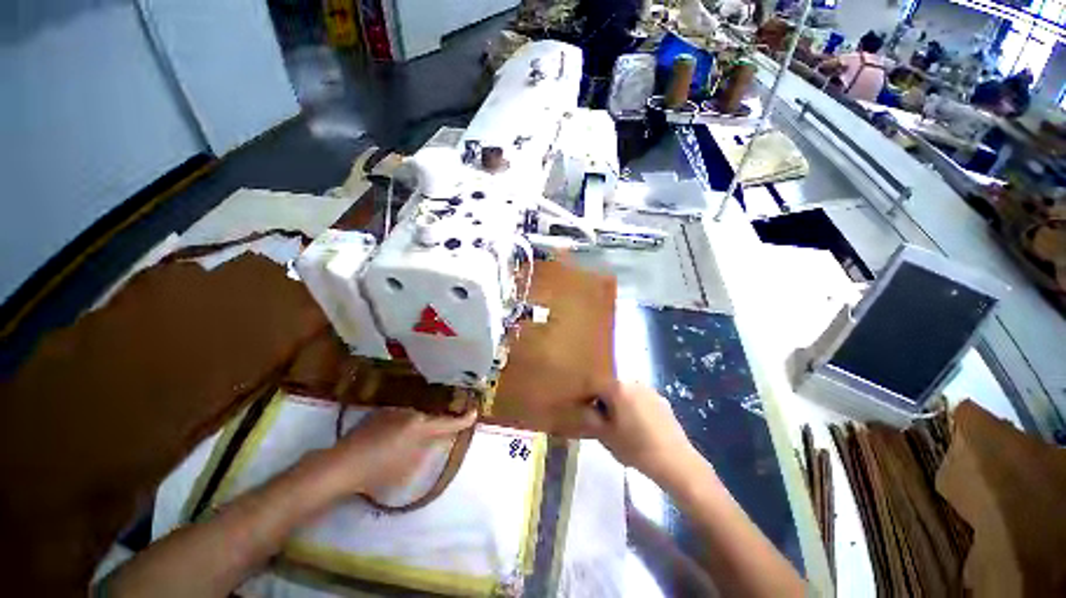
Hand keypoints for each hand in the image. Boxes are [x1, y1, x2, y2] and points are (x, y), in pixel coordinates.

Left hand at [317, 408, 476, 497]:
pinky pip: (399, 417)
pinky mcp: (380, 412)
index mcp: (421, 427)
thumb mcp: (409, 469)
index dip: (463, 420)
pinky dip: (401, 427)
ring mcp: (394, 410)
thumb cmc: (377, 473)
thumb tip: (438, 439)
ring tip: (405, 445)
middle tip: (431, 440)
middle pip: (430, 419)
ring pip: (414, 417)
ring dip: (415, 428)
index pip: (448, 423)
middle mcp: (410, 413)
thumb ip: (427, 451)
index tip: (473, 413)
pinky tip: (388, 441)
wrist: (341, 465)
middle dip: (433, 428)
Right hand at [582, 382, 705, 484]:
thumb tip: (583, 408)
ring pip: (624, 393)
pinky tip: (636, 427)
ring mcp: (649, 390)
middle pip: (609, 387)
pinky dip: (632, 407)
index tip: (579, 410)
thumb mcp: (605, 435)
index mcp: (617, 387)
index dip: (583, 397)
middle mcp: (633, 382)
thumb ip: (589, 418)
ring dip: (617, 403)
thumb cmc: (636, 448)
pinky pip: (639, 399)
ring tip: (617, 424)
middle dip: (601, 400)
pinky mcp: (661, 400)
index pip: (592, 385)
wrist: (676, 462)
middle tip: (598, 419)